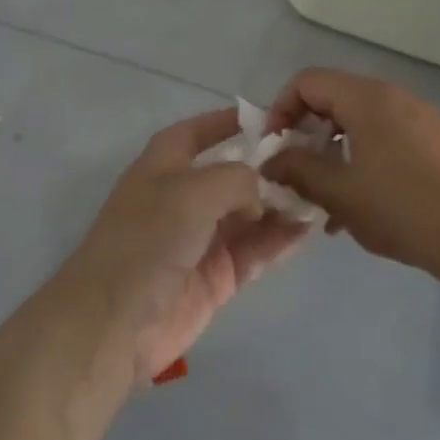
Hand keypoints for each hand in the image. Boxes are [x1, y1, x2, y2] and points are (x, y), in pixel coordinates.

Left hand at [62, 107, 310, 381]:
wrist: (117, 321)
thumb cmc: (149, 238)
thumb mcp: (193, 191)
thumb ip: (237, 179)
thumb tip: (260, 195)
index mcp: (163, 167)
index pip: (196, 133)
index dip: (225, 122)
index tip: (268, 118)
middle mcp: (182, 198)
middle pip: (231, 175)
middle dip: (267, 168)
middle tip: (313, 161)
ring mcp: (200, 239)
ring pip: (249, 214)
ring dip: (280, 205)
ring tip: (321, 194)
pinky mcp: (216, 277)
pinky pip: (254, 250)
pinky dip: (279, 239)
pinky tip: (309, 228)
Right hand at [261, 69, 439, 271]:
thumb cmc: (402, 207)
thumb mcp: (339, 192)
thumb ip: (298, 170)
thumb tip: (270, 162)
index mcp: (366, 98)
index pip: (307, 82)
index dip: (281, 110)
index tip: (275, 148)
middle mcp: (392, 97)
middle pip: (333, 100)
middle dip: (306, 135)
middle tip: (296, 174)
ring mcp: (417, 118)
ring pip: (358, 124)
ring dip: (332, 154)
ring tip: (323, 200)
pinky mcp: (432, 142)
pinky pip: (382, 139)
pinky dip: (360, 161)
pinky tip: (357, 207)